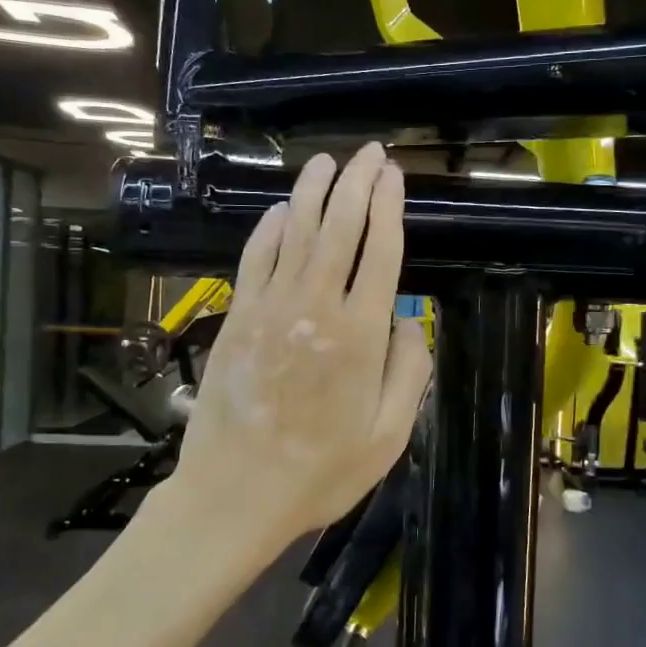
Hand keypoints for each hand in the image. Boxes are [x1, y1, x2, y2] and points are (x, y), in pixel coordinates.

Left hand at [172, 143, 431, 555]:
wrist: (236, 494)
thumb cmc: (322, 471)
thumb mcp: (389, 435)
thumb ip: (409, 371)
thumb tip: (407, 321)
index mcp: (361, 335)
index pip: (381, 252)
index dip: (388, 207)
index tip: (394, 175)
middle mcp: (315, 308)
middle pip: (339, 228)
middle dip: (356, 184)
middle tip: (367, 153)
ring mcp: (270, 309)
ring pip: (295, 233)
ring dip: (311, 193)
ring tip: (325, 163)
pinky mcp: (237, 318)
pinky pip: (254, 259)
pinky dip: (269, 229)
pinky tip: (280, 212)